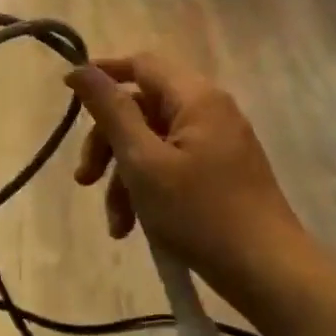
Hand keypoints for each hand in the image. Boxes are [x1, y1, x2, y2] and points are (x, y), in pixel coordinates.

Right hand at [67, 53, 301, 290]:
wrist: (267, 270)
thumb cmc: (200, 213)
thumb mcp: (144, 162)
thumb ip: (112, 112)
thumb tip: (82, 69)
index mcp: (196, 98)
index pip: (141, 65)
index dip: (103, 74)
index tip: (67, 93)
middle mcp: (209, 112)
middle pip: (142, 109)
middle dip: (108, 145)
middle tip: (84, 180)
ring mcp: (217, 144)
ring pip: (153, 144)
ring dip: (125, 179)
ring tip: (116, 224)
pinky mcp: (220, 173)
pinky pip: (172, 166)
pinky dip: (148, 190)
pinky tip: (134, 228)